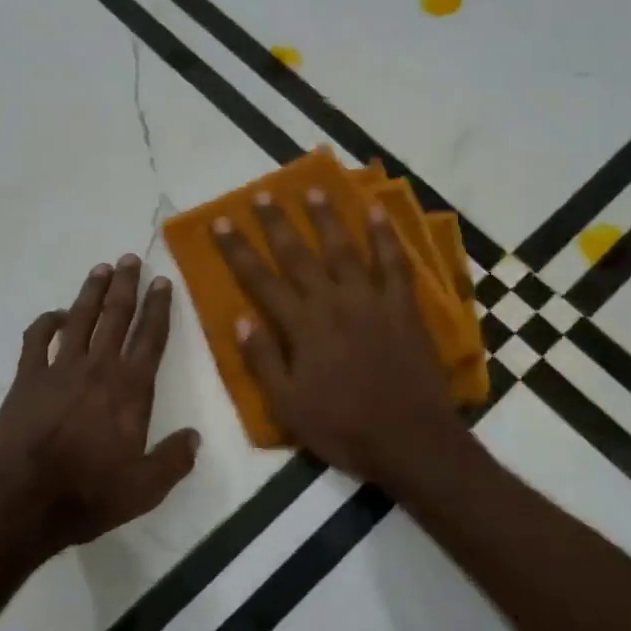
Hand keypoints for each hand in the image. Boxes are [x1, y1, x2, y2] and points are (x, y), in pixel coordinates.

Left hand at [0, 254, 199, 557]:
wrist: (20, 501)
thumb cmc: (87, 494)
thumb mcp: (145, 488)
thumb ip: (174, 460)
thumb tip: (195, 437)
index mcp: (130, 389)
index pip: (150, 338)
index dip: (159, 308)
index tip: (162, 281)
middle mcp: (98, 368)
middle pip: (116, 316)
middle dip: (126, 285)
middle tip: (131, 257)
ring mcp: (59, 369)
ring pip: (81, 318)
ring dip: (92, 292)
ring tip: (101, 268)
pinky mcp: (27, 378)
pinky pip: (37, 339)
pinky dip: (47, 322)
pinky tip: (56, 314)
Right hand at [213, 189, 469, 484]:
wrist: (410, 440)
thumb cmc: (343, 428)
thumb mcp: (288, 405)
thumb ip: (262, 359)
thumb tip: (239, 318)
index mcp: (302, 327)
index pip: (260, 280)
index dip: (238, 250)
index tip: (220, 222)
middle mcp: (333, 303)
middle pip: (298, 255)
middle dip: (277, 223)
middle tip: (262, 194)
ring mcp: (371, 301)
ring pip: (344, 249)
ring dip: (326, 218)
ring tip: (312, 190)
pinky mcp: (404, 307)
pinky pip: (395, 263)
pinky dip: (385, 236)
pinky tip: (376, 212)